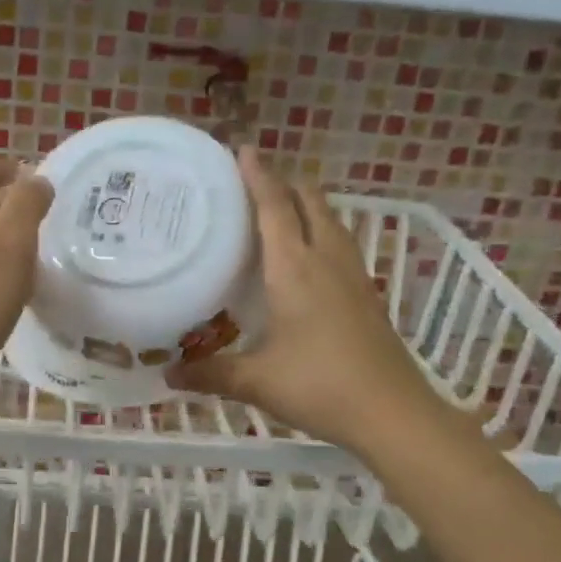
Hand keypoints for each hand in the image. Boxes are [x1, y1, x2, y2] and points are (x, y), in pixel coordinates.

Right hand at [172, 147, 443, 452]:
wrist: (392, 412)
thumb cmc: (319, 385)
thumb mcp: (256, 381)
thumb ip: (210, 373)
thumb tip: (167, 374)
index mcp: (294, 268)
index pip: (274, 206)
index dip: (258, 175)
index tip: (243, 149)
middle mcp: (326, 259)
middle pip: (309, 201)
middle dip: (284, 182)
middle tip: (254, 181)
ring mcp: (353, 275)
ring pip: (330, 220)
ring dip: (306, 204)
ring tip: (280, 208)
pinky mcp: (367, 293)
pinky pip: (340, 243)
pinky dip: (320, 231)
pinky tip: (308, 255)